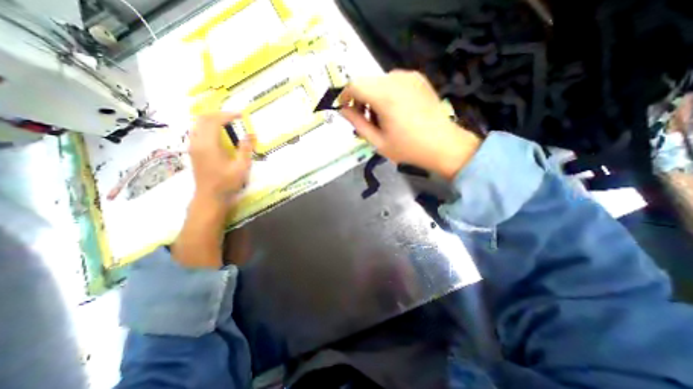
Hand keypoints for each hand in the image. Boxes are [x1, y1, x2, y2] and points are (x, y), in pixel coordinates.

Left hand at [189, 113, 253, 203]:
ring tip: (226, 123)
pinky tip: (217, 134)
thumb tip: (250, 134)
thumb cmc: (227, 183)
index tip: (240, 115)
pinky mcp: (193, 152)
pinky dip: (207, 127)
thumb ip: (245, 149)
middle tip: (234, 117)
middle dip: (218, 114)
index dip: (227, 115)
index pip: (214, 121)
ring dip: (212, 120)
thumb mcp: (241, 167)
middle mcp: (196, 142)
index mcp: (208, 145)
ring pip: (197, 124)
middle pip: (202, 119)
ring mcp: (192, 147)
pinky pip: (197, 132)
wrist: (210, 197)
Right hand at [339, 70, 479, 180]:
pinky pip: (394, 81)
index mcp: (385, 96)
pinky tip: (395, 110)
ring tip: (381, 117)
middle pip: (366, 81)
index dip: (345, 95)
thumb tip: (343, 110)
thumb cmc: (408, 148)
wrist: (443, 145)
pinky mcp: (419, 79)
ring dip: (373, 96)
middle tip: (365, 119)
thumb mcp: (378, 141)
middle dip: (360, 99)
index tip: (345, 109)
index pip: (354, 85)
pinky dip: (387, 93)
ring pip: (379, 81)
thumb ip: (358, 124)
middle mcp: (397, 79)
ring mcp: (410, 77)